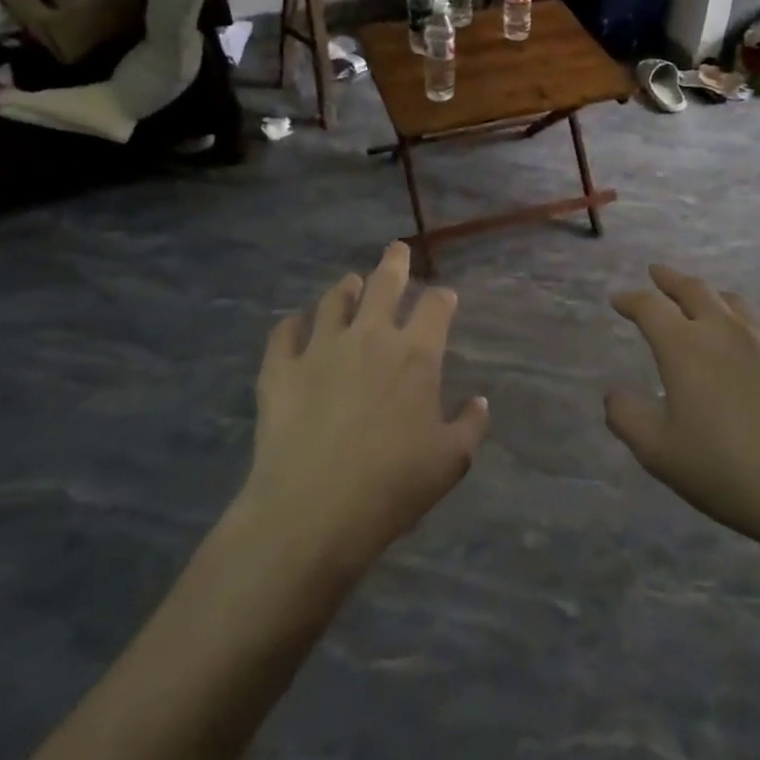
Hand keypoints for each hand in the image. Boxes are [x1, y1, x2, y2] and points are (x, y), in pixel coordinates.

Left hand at [243, 242, 488, 575]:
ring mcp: (320, 347)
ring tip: (349, 283)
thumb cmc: (392, 485)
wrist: (313, 509)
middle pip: (383, 284)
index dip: (443, 297)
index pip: (435, 307)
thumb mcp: (451, 462)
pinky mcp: (281, 367)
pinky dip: (293, 324)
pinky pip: (285, 332)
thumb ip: (471, 425)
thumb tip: (479, 401)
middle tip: (396, 249)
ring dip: (345, 288)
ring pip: (333, 300)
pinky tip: (295, 325)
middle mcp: (369, 337)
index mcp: (415, 354)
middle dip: (394, 263)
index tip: (445, 296)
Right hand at [605, 265, 759, 553]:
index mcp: (685, 347)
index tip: (618, 299)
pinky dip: (747, 332)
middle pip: (695, 290)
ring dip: (712, 297)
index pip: (651, 307)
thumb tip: (614, 393)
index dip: (631, 299)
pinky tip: (751, 351)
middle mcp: (726, 333)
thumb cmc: (725, 469)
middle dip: (671, 279)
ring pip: (735, 304)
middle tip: (657, 273)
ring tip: (703, 301)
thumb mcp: (658, 451)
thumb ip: (627, 416)